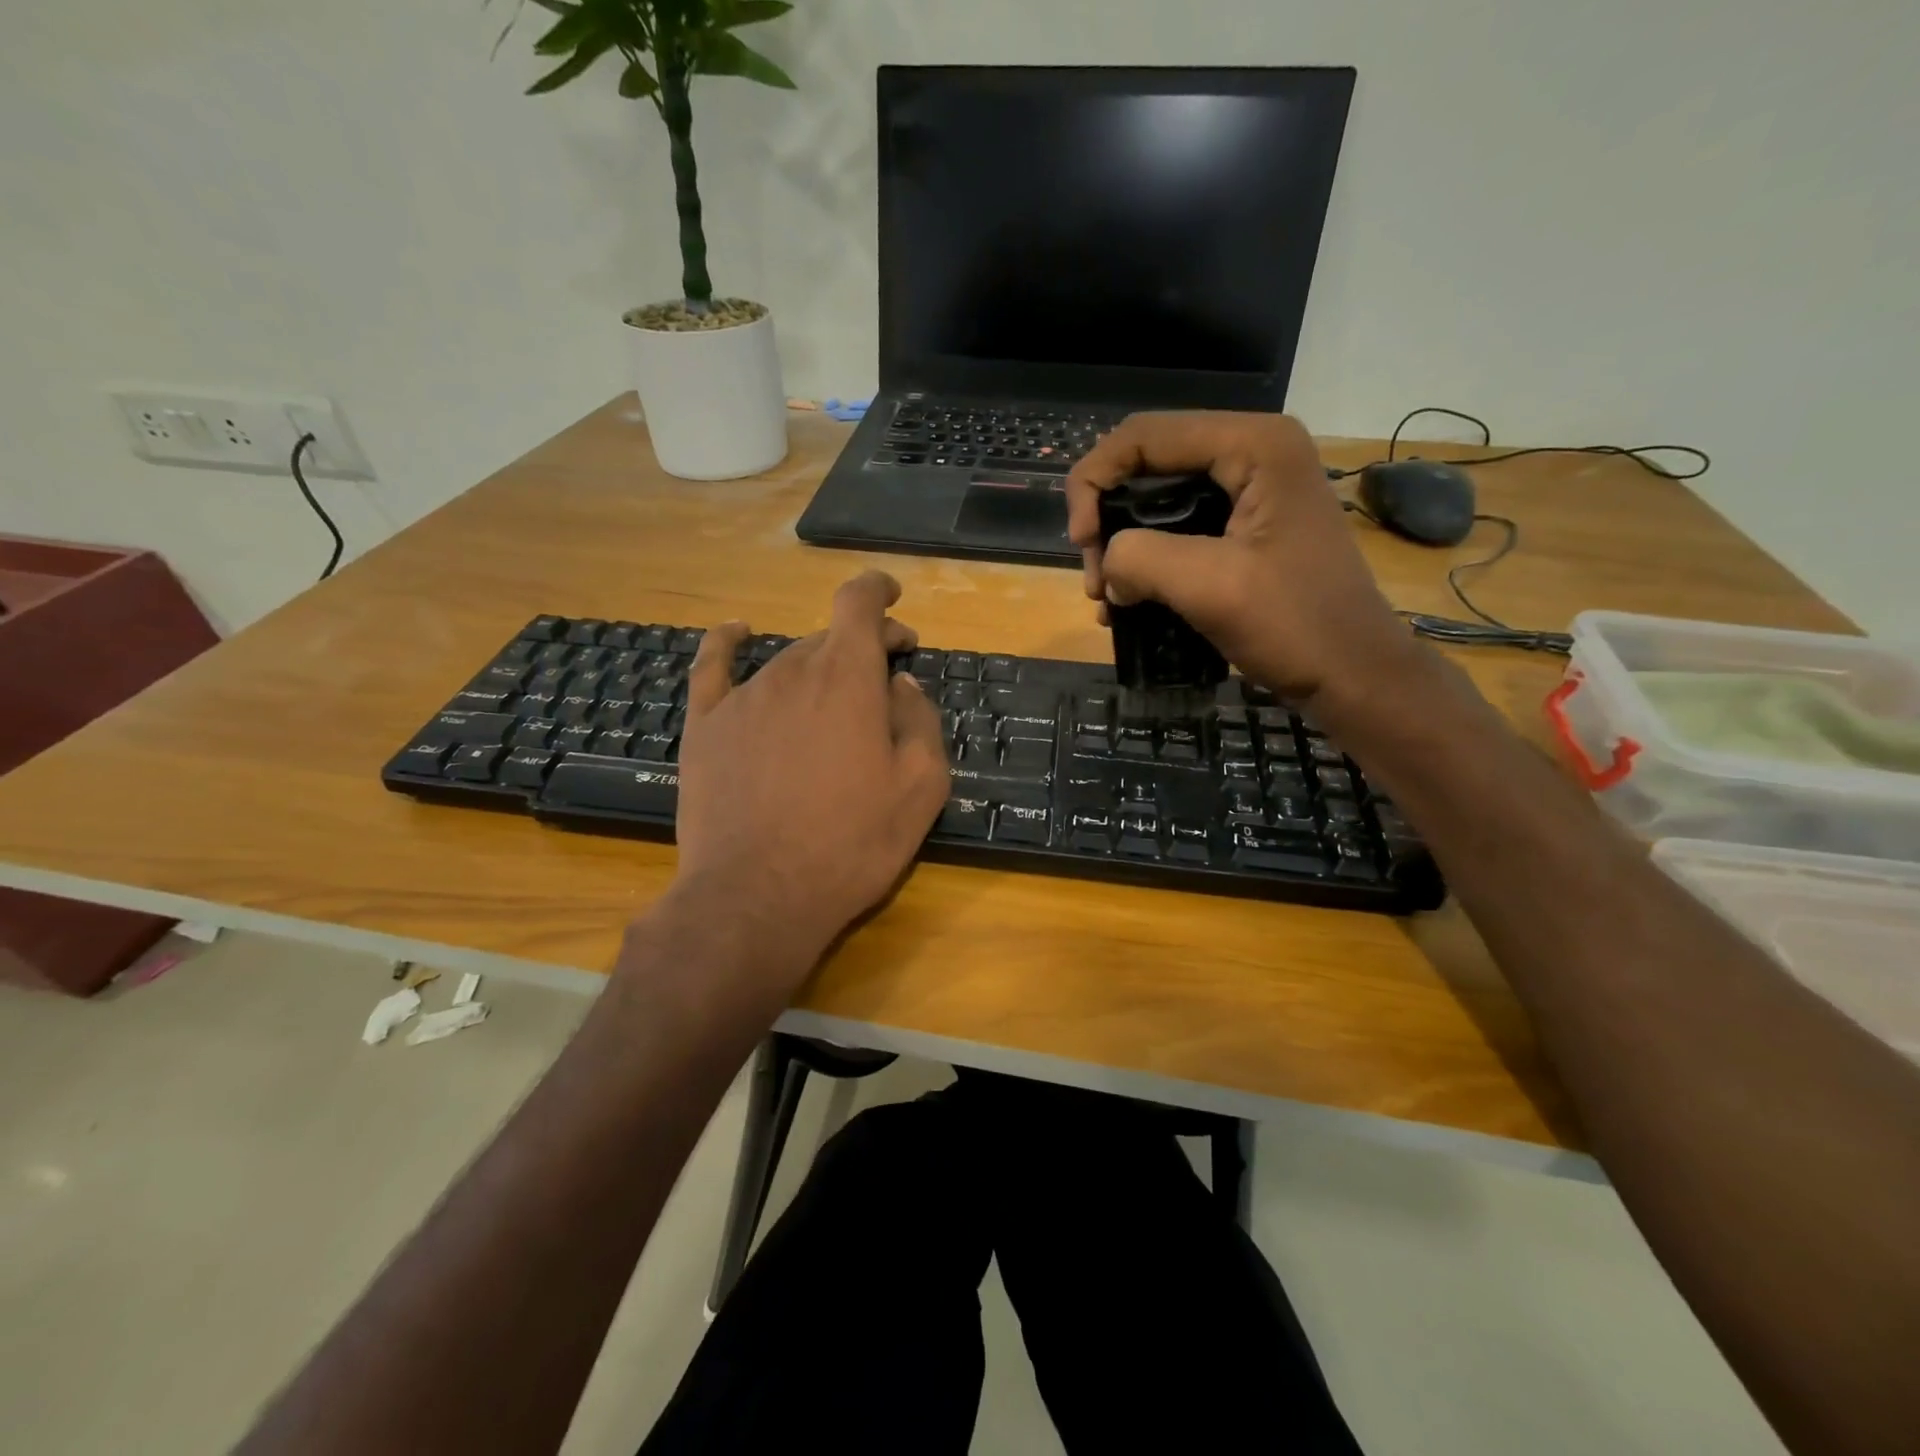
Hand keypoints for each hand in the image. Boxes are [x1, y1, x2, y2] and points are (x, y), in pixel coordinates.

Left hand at [666, 571, 950, 985]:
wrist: (757, 896)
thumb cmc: (851, 844)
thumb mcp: (921, 789)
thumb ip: (920, 723)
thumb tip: (902, 686)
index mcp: (848, 679)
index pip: (859, 604)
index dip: (878, 591)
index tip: (893, 599)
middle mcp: (793, 672)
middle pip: (828, 638)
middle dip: (862, 646)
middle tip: (886, 680)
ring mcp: (743, 697)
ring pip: (787, 661)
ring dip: (817, 668)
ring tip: (833, 700)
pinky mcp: (705, 727)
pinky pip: (713, 667)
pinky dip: (727, 642)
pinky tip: (735, 631)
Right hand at [1066, 410, 1415, 703]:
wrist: (1354, 677)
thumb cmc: (1296, 626)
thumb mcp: (1210, 586)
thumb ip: (1142, 557)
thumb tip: (1110, 566)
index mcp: (1253, 445)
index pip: (1144, 436)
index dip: (1095, 481)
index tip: (1081, 543)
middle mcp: (1252, 452)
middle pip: (1147, 465)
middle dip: (1107, 520)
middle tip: (1096, 582)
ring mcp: (1250, 492)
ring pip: (1157, 501)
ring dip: (1122, 548)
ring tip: (1107, 600)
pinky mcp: (1245, 529)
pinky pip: (1177, 530)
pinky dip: (1146, 563)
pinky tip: (1127, 604)